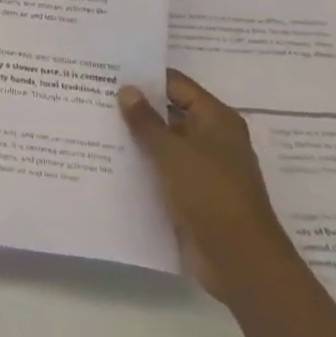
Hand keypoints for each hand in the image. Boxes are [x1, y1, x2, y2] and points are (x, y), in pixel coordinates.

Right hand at [118, 69, 296, 304]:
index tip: (109, 74)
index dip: (145, 78)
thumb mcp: (172, 152)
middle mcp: (214, 139)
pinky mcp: (195, 195)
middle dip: (137, 108)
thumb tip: (127, 89)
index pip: (176, 85)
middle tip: (95, 98)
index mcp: (216, 120)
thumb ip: (146, 120)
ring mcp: (205, 169)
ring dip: (138, 139)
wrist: (240, 262)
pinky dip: (144, 167)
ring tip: (96, 127)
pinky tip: (112, 163)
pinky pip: (165, 171)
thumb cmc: (210, 195)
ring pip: (165, 144)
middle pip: (170, 113)